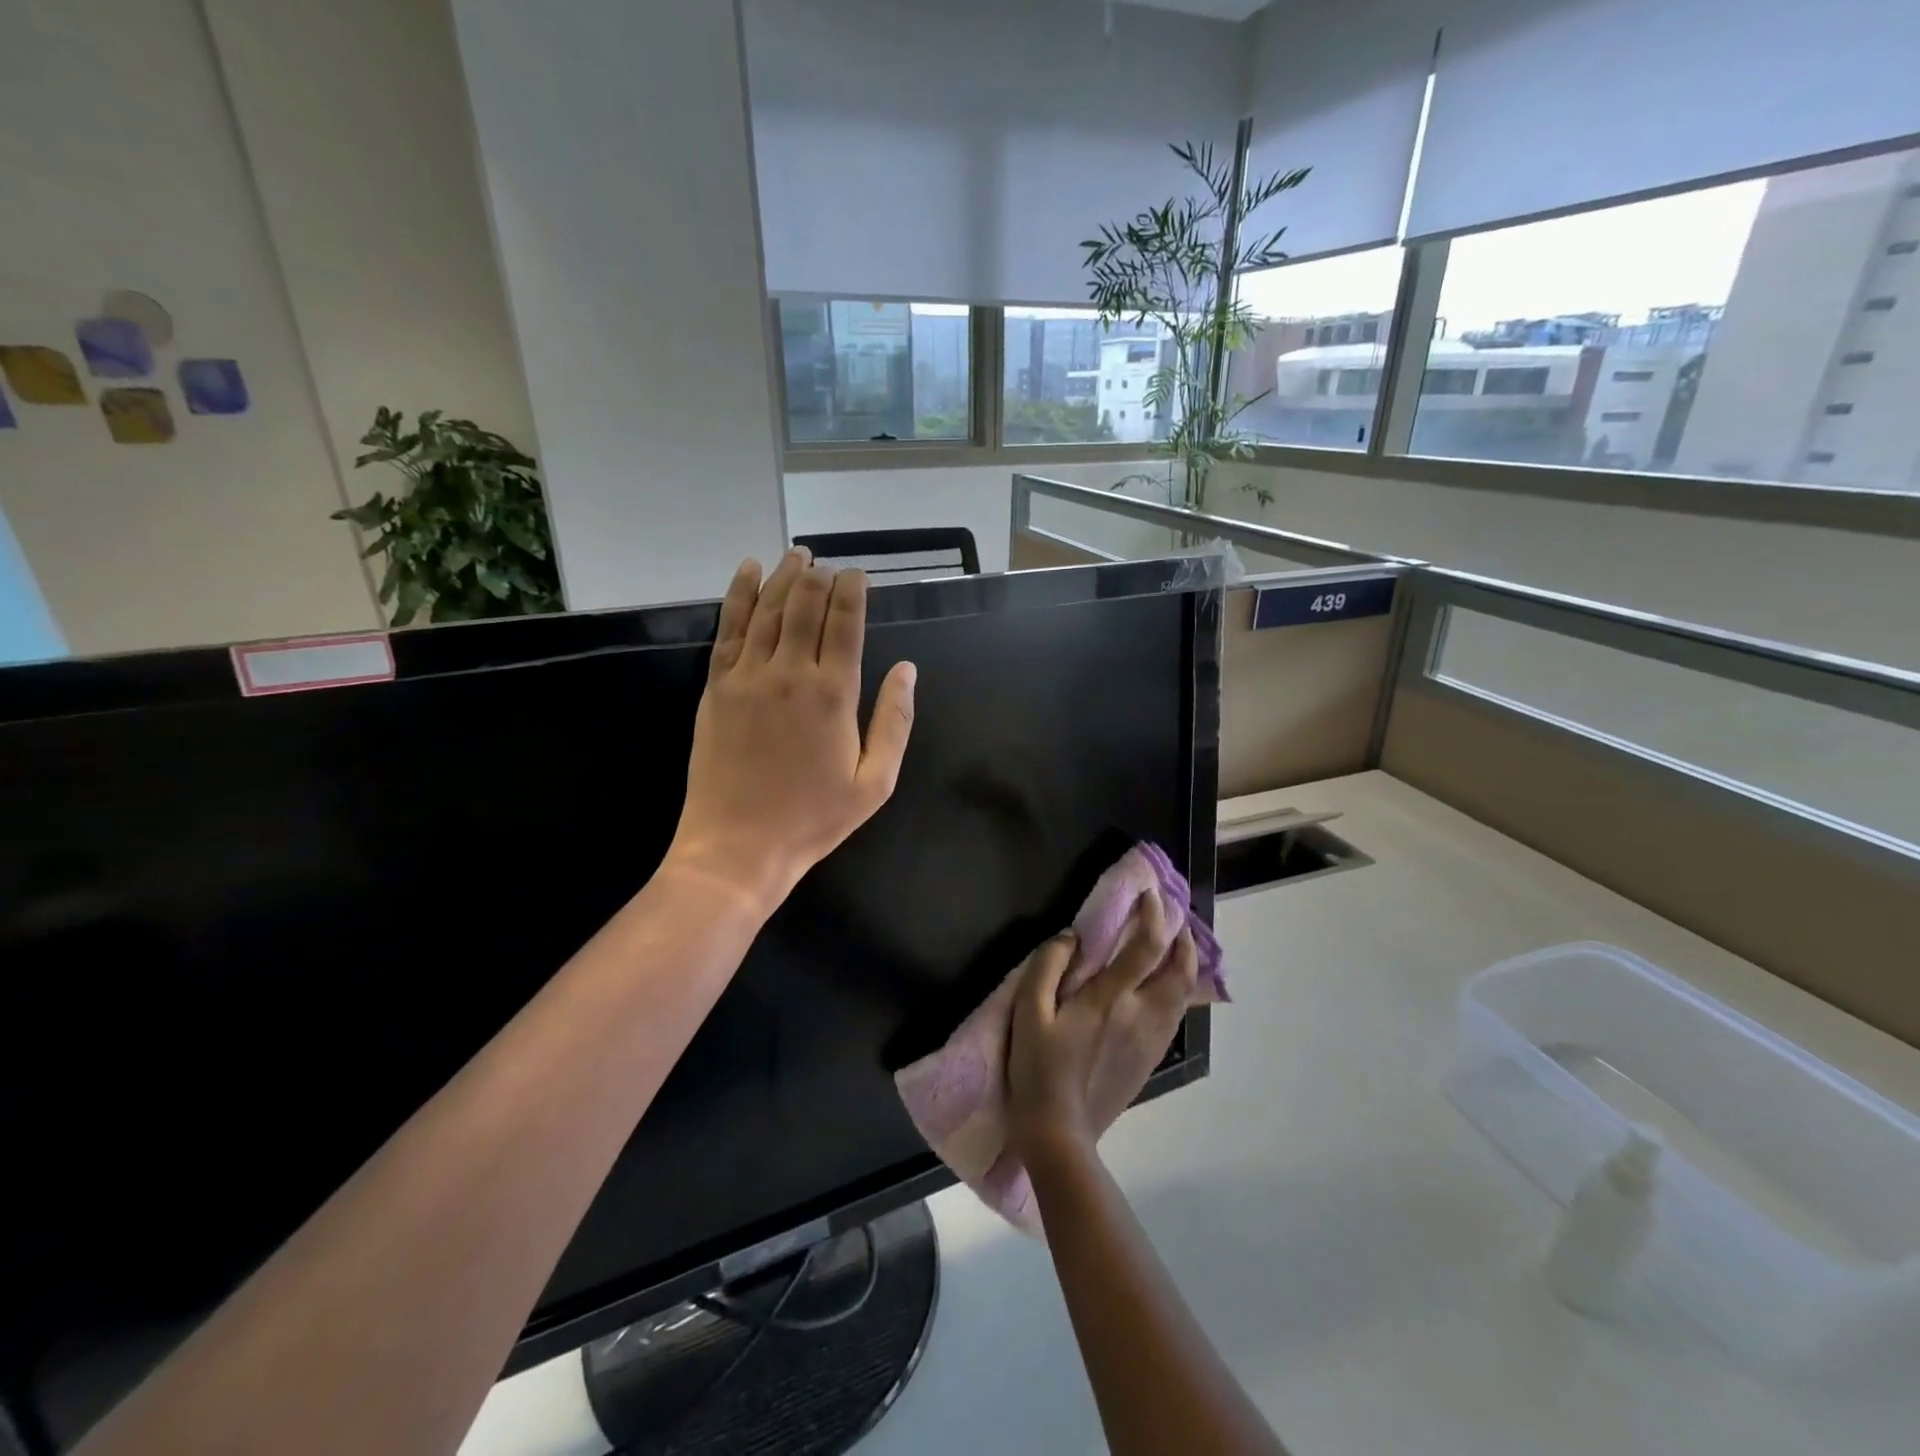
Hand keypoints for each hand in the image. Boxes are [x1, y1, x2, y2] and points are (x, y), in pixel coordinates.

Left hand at [664, 549, 915, 916]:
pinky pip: (729, 629)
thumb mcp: (874, 782)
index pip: (846, 623)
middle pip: (805, 606)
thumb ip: (894, 722)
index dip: (853, 591)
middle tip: (827, 563)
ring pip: (768, 610)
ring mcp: (748, 677)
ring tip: (797, 556)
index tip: (858, 574)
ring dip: (784, 577)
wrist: (737, 847)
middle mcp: (790, 673)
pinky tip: (748, 571)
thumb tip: (908, 670)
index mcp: (834, 695)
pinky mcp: (716, 687)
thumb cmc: (813, 819)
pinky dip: (739, 595)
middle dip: (819, 577)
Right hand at [1007, 891, 1198, 1159]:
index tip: (1149, 893)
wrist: (1060, 1134)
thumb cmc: (1037, 1070)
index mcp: (1110, 1000)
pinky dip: (1178, 990)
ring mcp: (1151, 1040)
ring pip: (1183, 993)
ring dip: (1184, 963)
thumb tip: (1070, 937)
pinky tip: (1164, 987)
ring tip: (1174, 945)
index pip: (1145, 946)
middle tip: (1173, 917)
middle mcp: (1141, 1016)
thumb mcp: (1028, 1013)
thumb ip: (1047, 967)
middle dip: (1182, 938)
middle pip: (1180, 970)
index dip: (1152, 914)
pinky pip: (1175, 1015)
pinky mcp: (1151, 1060)